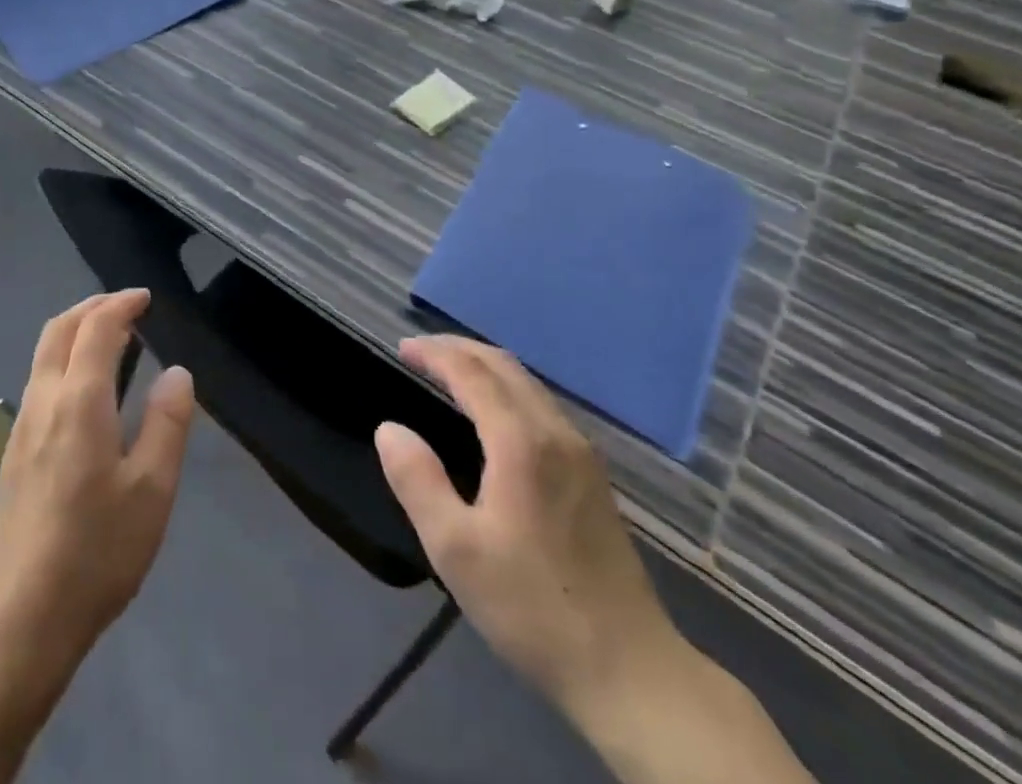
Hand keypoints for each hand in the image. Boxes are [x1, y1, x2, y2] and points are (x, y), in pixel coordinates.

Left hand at [0, 289, 195, 673]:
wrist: (20, 618)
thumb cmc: (96, 552)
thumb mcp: (152, 490)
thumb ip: (167, 423)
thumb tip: (176, 372)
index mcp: (79, 401)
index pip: (96, 328)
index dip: (121, 304)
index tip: (146, 298)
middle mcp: (43, 401)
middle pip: (58, 329)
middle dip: (91, 306)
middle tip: (126, 306)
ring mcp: (21, 426)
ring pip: (43, 353)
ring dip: (74, 330)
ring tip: (110, 339)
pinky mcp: (13, 452)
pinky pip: (39, 380)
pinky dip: (63, 359)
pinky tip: (86, 389)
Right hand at [374, 336, 682, 721]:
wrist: (632, 673)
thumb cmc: (532, 607)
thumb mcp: (455, 549)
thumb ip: (417, 480)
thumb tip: (389, 430)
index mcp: (521, 442)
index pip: (471, 372)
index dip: (434, 353)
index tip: (401, 348)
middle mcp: (556, 433)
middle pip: (504, 366)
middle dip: (458, 348)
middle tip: (419, 351)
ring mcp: (582, 454)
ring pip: (528, 384)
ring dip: (484, 366)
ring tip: (448, 372)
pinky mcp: (594, 477)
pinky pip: (542, 406)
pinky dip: (507, 388)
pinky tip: (493, 412)